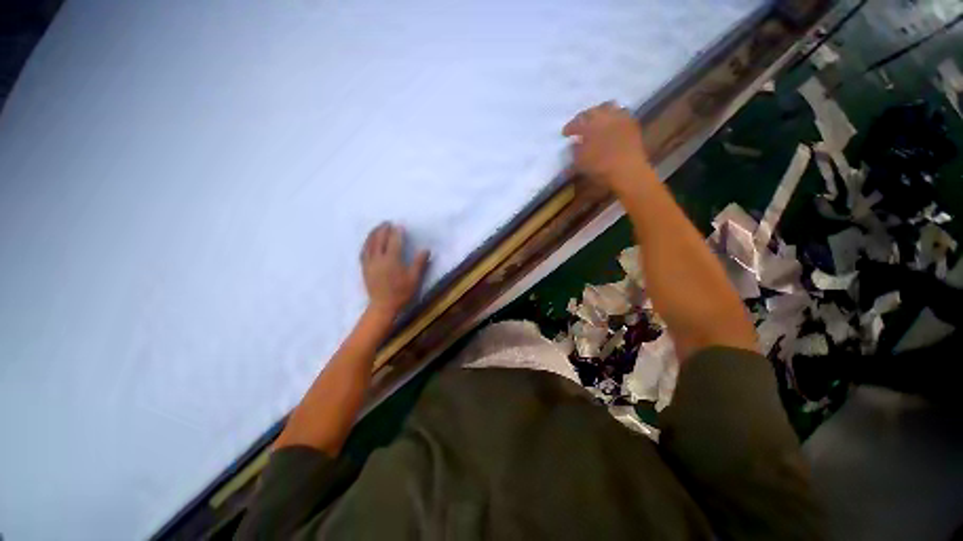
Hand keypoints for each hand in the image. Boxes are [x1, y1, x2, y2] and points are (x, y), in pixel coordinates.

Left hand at [361, 222, 429, 317]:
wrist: (383, 306)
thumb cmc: (401, 293)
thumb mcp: (414, 279)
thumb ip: (419, 263)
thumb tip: (426, 249)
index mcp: (392, 259)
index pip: (394, 240)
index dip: (397, 232)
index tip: (400, 226)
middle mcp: (379, 258)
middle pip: (380, 238)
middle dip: (383, 229)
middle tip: (387, 222)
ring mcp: (369, 262)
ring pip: (369, 243)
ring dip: (373, 233)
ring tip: (377, 227)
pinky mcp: (364, 268)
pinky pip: (363, 251)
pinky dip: (366, 243)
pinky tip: (368, 241)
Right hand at [562, 102, 653, 192]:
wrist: (631, 171)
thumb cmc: (603, 168)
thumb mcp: (581, 162)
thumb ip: (575, 150)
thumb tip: (575, 143)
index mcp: (587, 124)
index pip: (575, 122)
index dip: (569, 128)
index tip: (565, 134)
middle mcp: (602, 116)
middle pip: (591, 111)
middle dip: (585, 117)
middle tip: (582, 124)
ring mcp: (619, 118)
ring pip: (608, 107)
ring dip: (602, 112)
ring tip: (600, 119)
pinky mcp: (632, 124)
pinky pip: (624, 114)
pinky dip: (618, 116)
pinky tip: (616, 123)